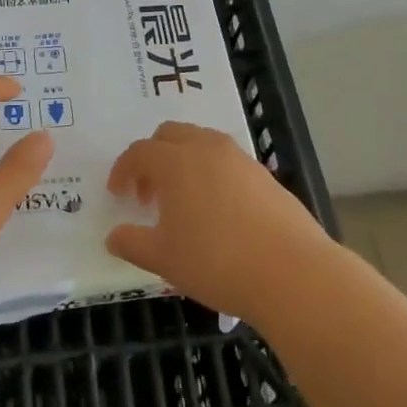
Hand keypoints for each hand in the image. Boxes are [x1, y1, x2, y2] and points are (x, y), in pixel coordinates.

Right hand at [105, 121, 334, 321]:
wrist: (292, 272)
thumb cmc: (217, 262)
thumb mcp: (163, 259)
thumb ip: (132, 243)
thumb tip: (114, 236)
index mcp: (176, 161)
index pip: (139, 152)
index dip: (123, 170)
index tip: (117, 194)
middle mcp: (207, 148)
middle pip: (170, 134)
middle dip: (153, 157)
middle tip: (148, 194)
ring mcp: (240, 158)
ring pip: (202, 143)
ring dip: (183, 162)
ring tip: (182, 202)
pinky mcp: (265, 174)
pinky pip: (227, 161)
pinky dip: (211, 174)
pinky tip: (217, 211)